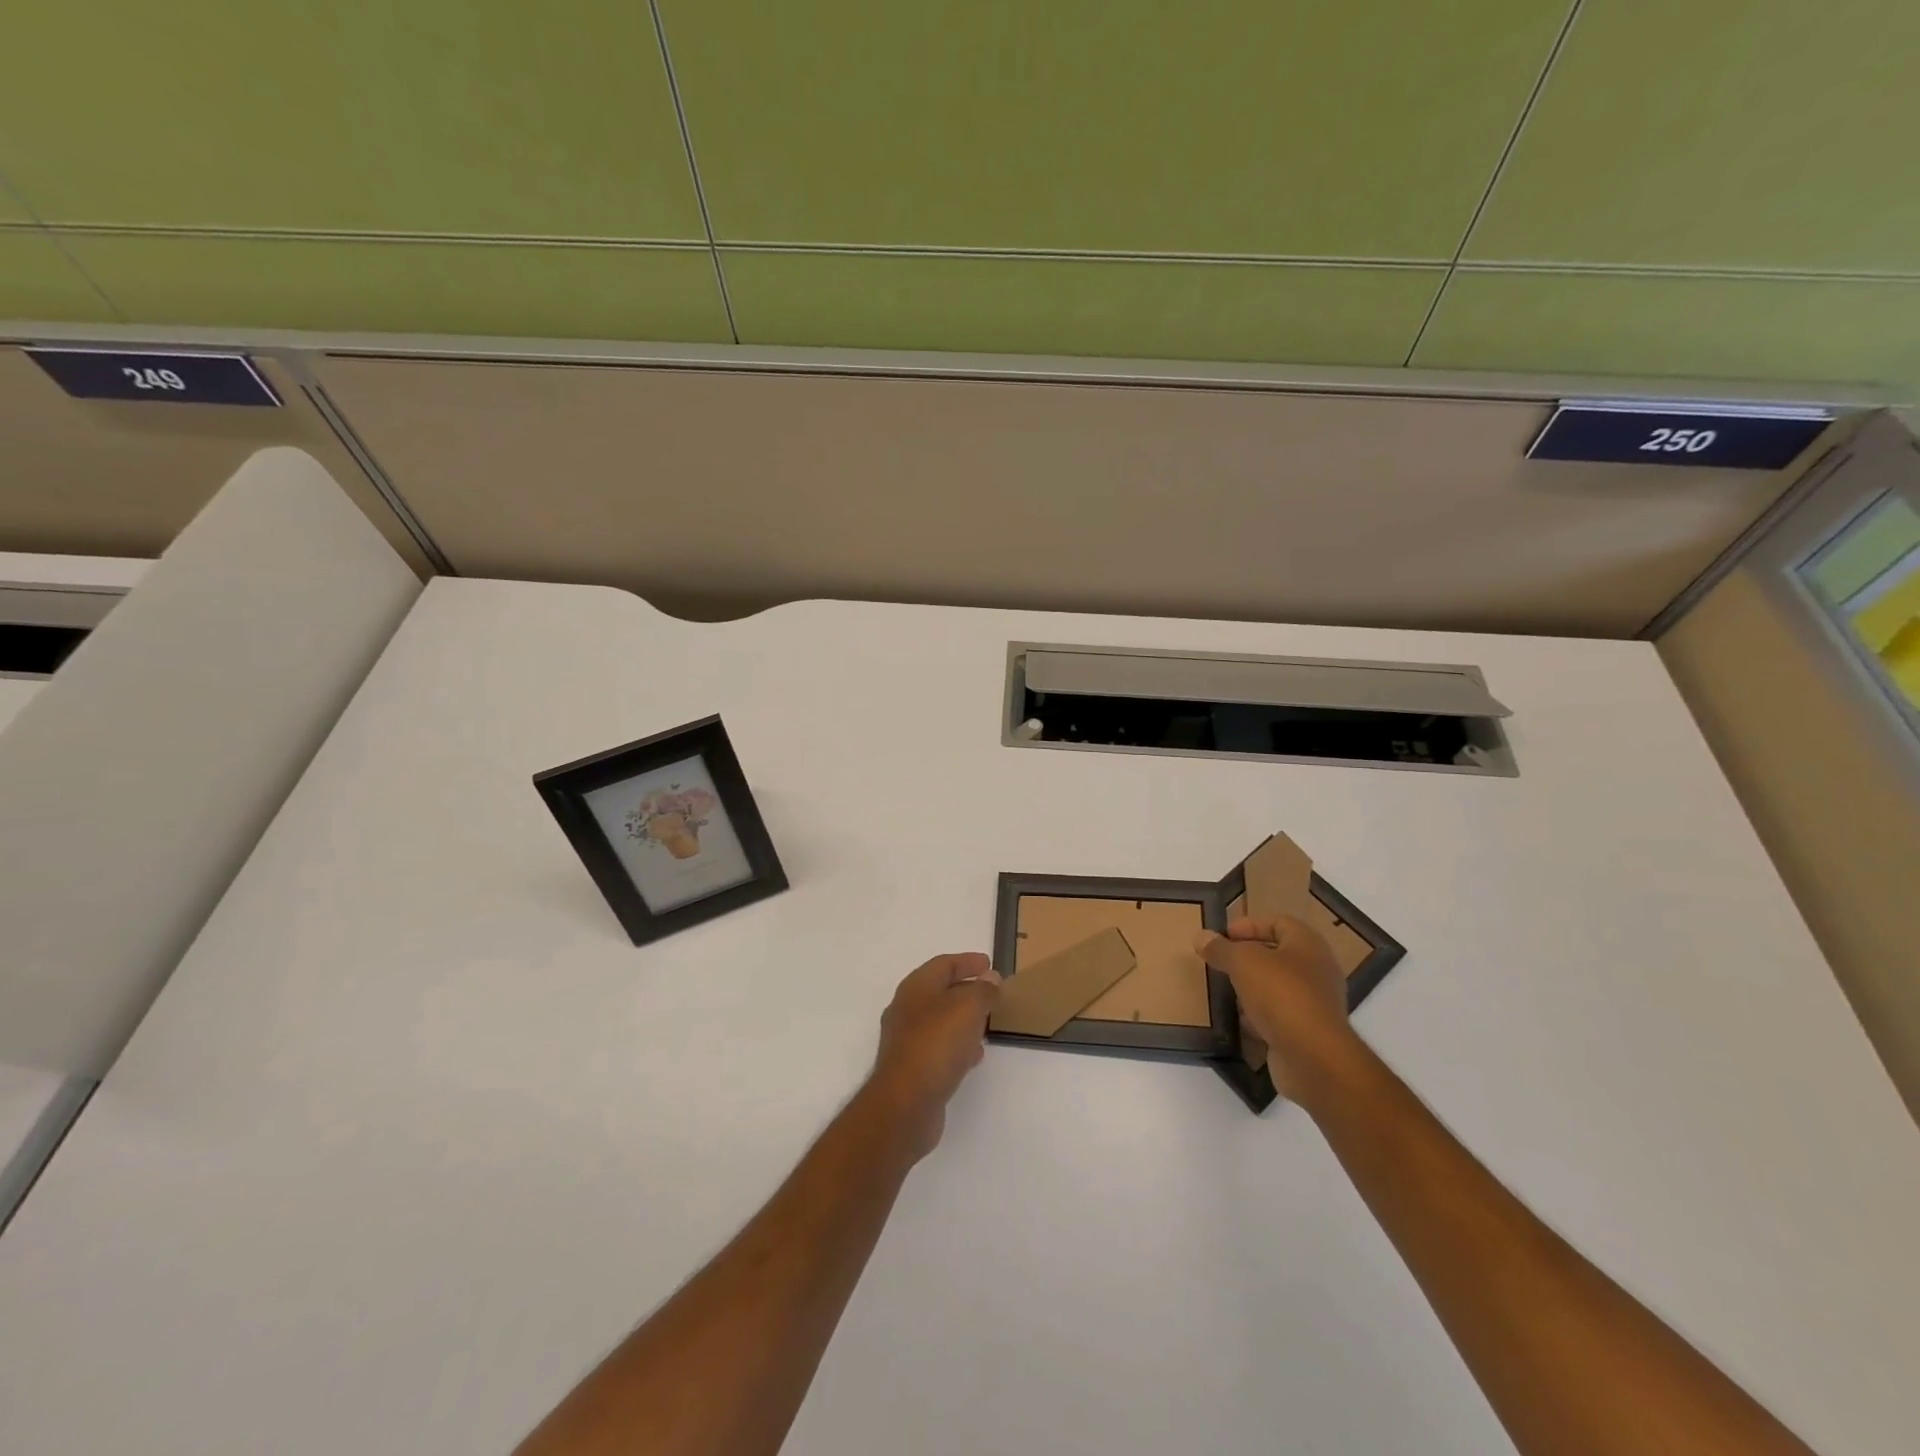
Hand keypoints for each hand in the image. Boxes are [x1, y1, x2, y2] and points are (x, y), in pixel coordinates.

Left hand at [865, 953, 1000, 1161]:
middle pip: (940, 991)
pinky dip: (958, 1045)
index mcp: (916, 987)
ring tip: (987, 1024)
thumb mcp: (968, 1008)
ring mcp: (906, 1040)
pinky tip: (974, 1056)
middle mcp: (907, 1009)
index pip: (944, 964)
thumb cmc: (936, 1044)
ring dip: (963, 1019)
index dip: (967, 961)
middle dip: (966, 990)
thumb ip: (983, 990)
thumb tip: (991, 978)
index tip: (989, 964)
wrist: (905, 1103)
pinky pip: (939, 1047)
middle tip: (991, 993)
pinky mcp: (911, 1068)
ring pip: (940, 1021)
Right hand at [1194, 917, 1367, 1108]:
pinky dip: (1260, 1016)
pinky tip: (1240, 1021)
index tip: (1223, 936)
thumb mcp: (1243, 962)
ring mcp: (1315, 1004)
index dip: (1250, 924)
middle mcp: (1317, 971)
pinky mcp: (1308, 1032)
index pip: (1279, 922)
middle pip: (1278, 954)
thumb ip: (1221, 948)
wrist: (1314, 1058)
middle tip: (1221, 962)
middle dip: (1248, 957)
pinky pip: (1279, 1015)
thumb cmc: (1281, 995)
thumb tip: (1202, 936)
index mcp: (1308, 945)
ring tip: (1226, 990)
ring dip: (1252, 988)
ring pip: (1277, 987)